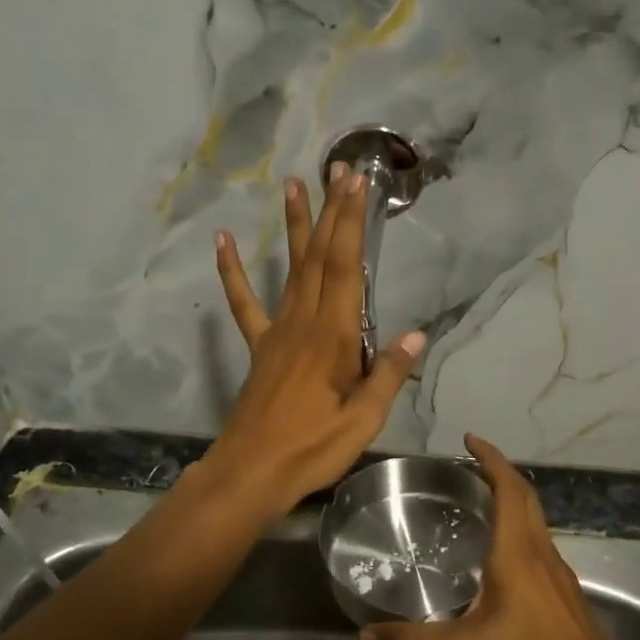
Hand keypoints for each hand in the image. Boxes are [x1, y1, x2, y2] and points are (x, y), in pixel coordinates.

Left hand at [203, 164, 424, 516]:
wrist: (252, 471)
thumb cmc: (312, 447)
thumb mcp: (363, 420)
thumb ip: (387, 374)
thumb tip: (417, 335)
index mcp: (333, 336)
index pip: (346, 267)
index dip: (352, 223)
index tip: (357, 184)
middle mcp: (304, 322)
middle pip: (319, 257)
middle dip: (331, 211)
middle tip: (336, 169)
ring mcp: (277, 332)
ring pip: (289, 270)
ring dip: (294, 227)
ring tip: (291, 185)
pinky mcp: (259, 347)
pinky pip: (244, 304)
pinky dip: (232, 272)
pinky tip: (222, 242)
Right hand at [362, 435, 613, 639]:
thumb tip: (367, 637)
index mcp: (517, 554)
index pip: (508, 490)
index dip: (491, 459)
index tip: (470, 440)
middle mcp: (542, 554)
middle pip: (526, 497)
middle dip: (501, 473)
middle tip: (472, 465)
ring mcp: (560, 574)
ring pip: (537, 522)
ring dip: (513, 502)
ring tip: (482, 504)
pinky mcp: (567, 594)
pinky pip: (542, 546)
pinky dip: (522, 531)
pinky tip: (504, 557)